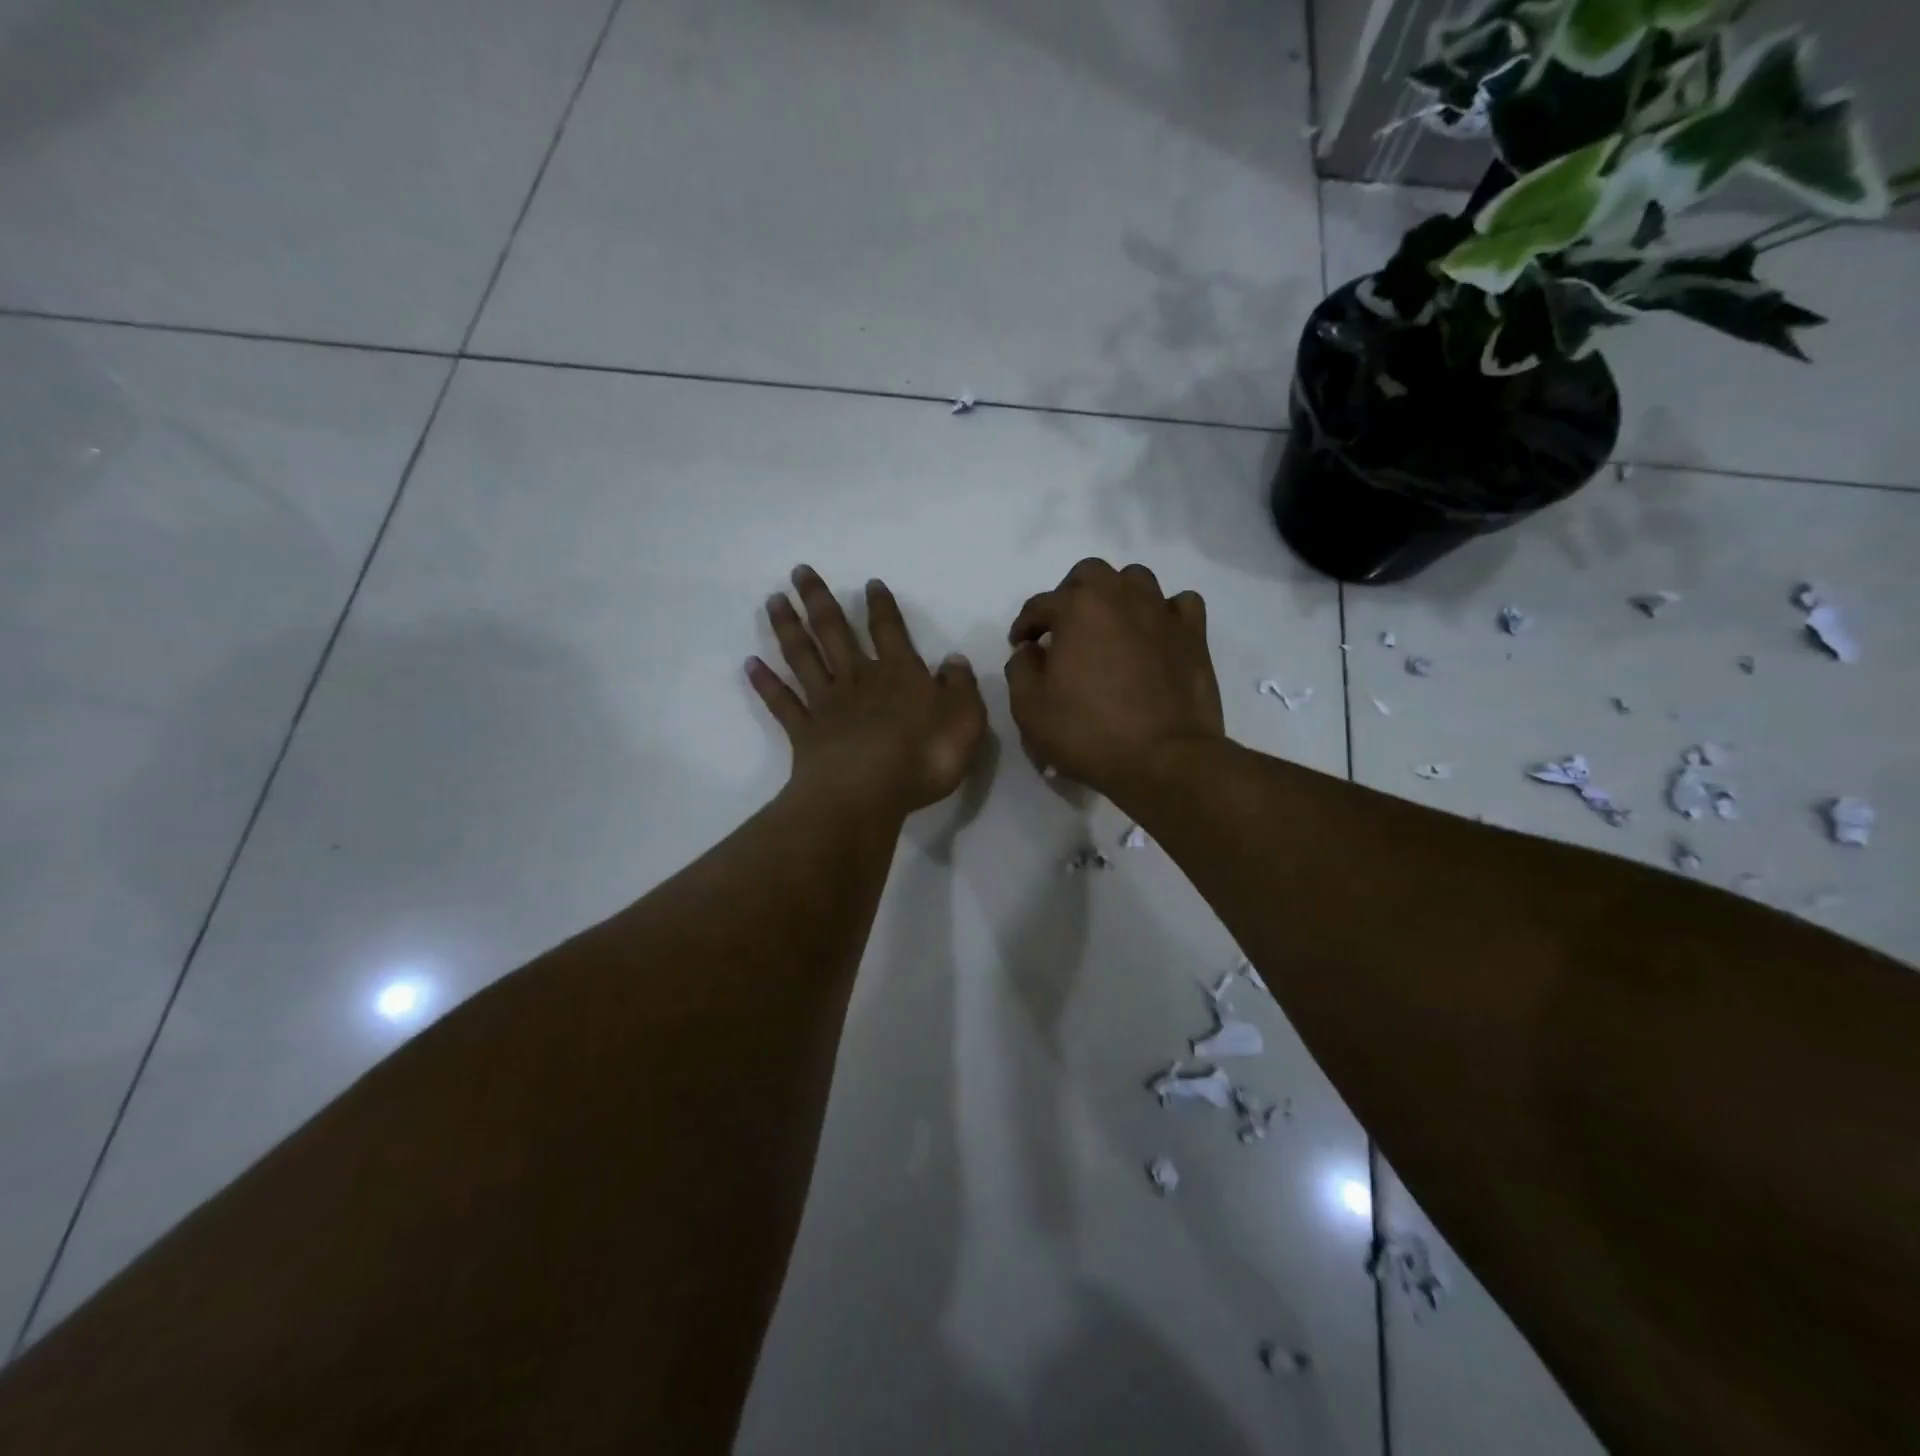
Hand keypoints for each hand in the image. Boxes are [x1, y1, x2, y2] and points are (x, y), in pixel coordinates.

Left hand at [749, 566, 987, 817]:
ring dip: (788, 627)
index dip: (881, 606)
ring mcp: (827, 705)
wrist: (867, 794)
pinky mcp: (804, 734)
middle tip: (799, 571)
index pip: (889, 630)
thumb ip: (960, 687)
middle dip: (819, 600)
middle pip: (834, 632)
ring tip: (773, 599)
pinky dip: (766, 684)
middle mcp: (858, 680)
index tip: (870, 583)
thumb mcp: (964, 720)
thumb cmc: (923, 756)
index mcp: (898, 674)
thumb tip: (954, 660)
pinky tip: (750, 665)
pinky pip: (782, 703)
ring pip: (803, 658)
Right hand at [1004, 558, 1223, 797]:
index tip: (1021, 646)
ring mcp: (1162, 612)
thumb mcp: (1030, 709)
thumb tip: (1030, 651)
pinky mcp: (1193, 635)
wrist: (1163, 759)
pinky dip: (1164, 612)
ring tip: (1109, 626)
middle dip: (1070, 596)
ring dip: (1116, 596)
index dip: (1025, 625)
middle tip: (1064, 630)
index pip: (1040, 604)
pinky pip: (1179, 604)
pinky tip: (1156, 633)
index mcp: (1077, 608)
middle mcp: (1120, 596)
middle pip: (1089, 574)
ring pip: (1136, 580)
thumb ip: (1021, 670)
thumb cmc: (1088, 733)